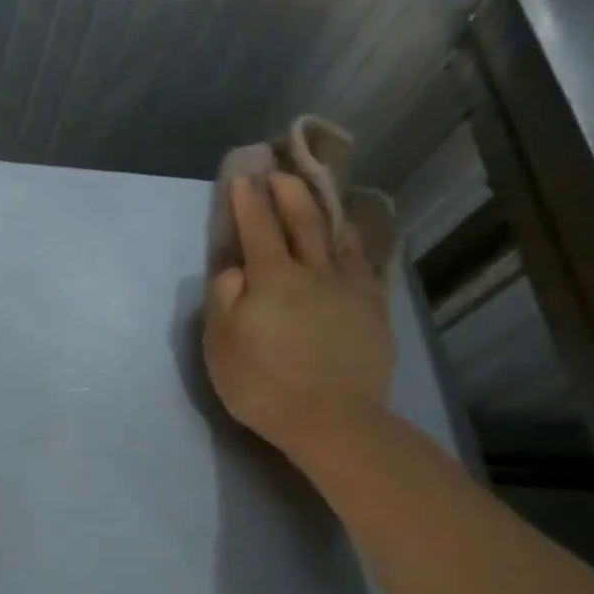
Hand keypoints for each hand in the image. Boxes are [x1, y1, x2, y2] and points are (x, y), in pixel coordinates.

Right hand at [203, 172, 393, 467]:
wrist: (332, 420)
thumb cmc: (263, 384)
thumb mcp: (220, 344)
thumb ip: (223, 298)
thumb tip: (234, 268)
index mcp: (271, 277)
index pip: (257, 227)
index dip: (248, 200)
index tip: (242, 178)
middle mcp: (312, 271)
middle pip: (302, 220)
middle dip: (288, 192)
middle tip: (279, 173)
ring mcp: (348, 288)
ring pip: (337, 236)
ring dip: (324, 209)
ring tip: (318, 195)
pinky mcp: (373, 308)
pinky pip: (364, 262)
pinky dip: (353, 242)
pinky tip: (350, 240)